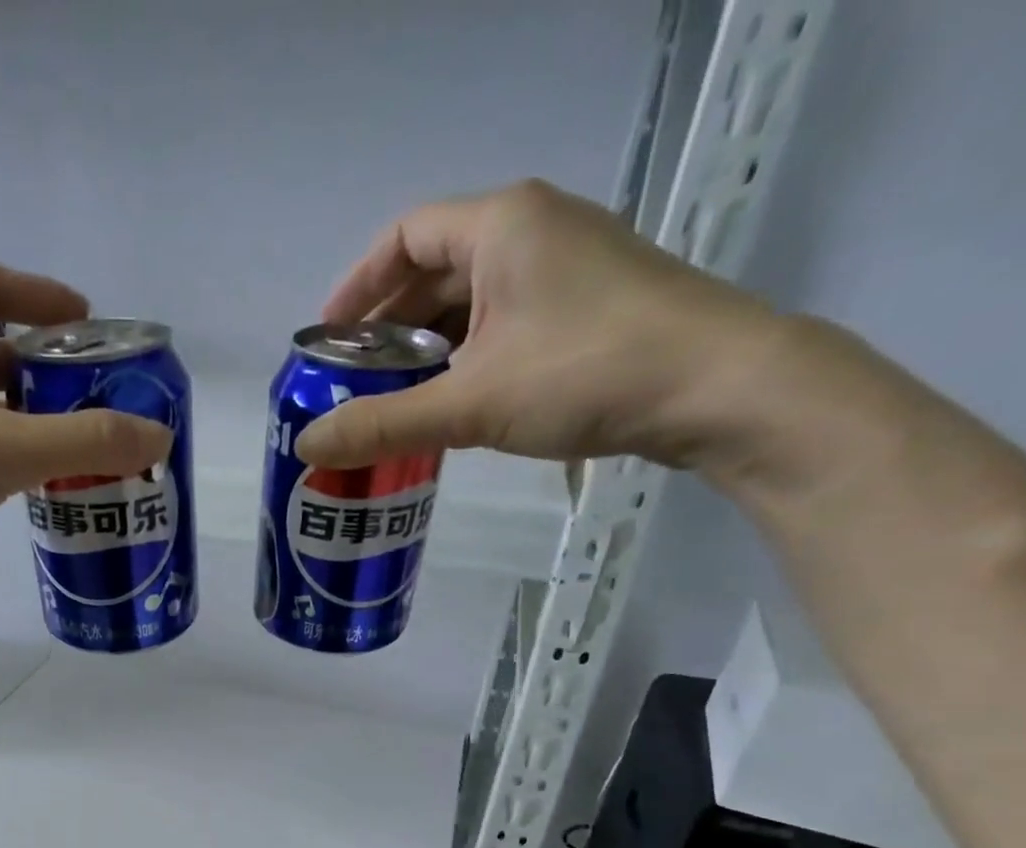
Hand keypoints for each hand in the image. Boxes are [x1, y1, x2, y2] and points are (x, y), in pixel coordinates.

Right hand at [295, 181, 780, 471]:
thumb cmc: (586, 373)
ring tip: (393, 402)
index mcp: (501, 225)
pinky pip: (503, 322)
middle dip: (387, 328)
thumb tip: (307, 445)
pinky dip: (466, 358)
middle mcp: (533, 230)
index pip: (404, 236)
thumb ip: (383, 424)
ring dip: (426, 349)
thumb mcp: (471, 402)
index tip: (327, 341)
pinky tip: (451, 403)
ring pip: (470, 301)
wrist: (719, 387)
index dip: (357, 287)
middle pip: (434, 269)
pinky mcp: (587, 307)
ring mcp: (566, 267)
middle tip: (354, 384)